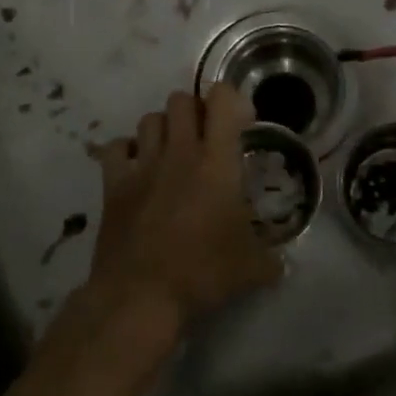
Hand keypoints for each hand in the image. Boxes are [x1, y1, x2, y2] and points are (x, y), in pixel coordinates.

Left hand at [84, 84, 282, 338]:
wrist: (140, 296)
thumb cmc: (202, 273)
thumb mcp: (251, 268)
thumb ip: (271, 259)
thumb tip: (282, 265)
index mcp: (216, 161)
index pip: (223, 99)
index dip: (233, 100)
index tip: (243, 123)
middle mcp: (179, 151)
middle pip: (182, 100)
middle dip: (196, 110)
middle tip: (207, 137)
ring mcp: (142, 165)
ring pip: (149, 118)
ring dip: (163, 128)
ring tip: (173, 151)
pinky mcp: (113, 185)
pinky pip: (116, 147)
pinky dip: (126, 150)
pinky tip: (137, 167)